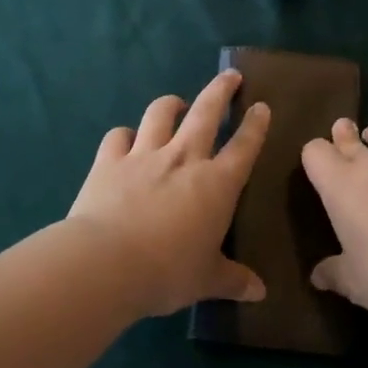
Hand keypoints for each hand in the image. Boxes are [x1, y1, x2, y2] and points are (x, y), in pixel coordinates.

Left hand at [67, 70, 270, 317]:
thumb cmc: (167, 272)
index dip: (255, 125)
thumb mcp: (206, 280)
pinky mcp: (109, 161)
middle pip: (206, 112)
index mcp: (216, 184)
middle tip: (230, 75)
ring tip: (176, 103)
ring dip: (171, 103)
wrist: (106, 262)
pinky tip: (126, 139)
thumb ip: (232, 280)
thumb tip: (260, 292)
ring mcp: (144, 155)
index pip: (243, 147)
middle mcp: (183, 159)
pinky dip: (124, 135)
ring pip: (160, 114)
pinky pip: (118, 136)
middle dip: (220, 90)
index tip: (261, 107)